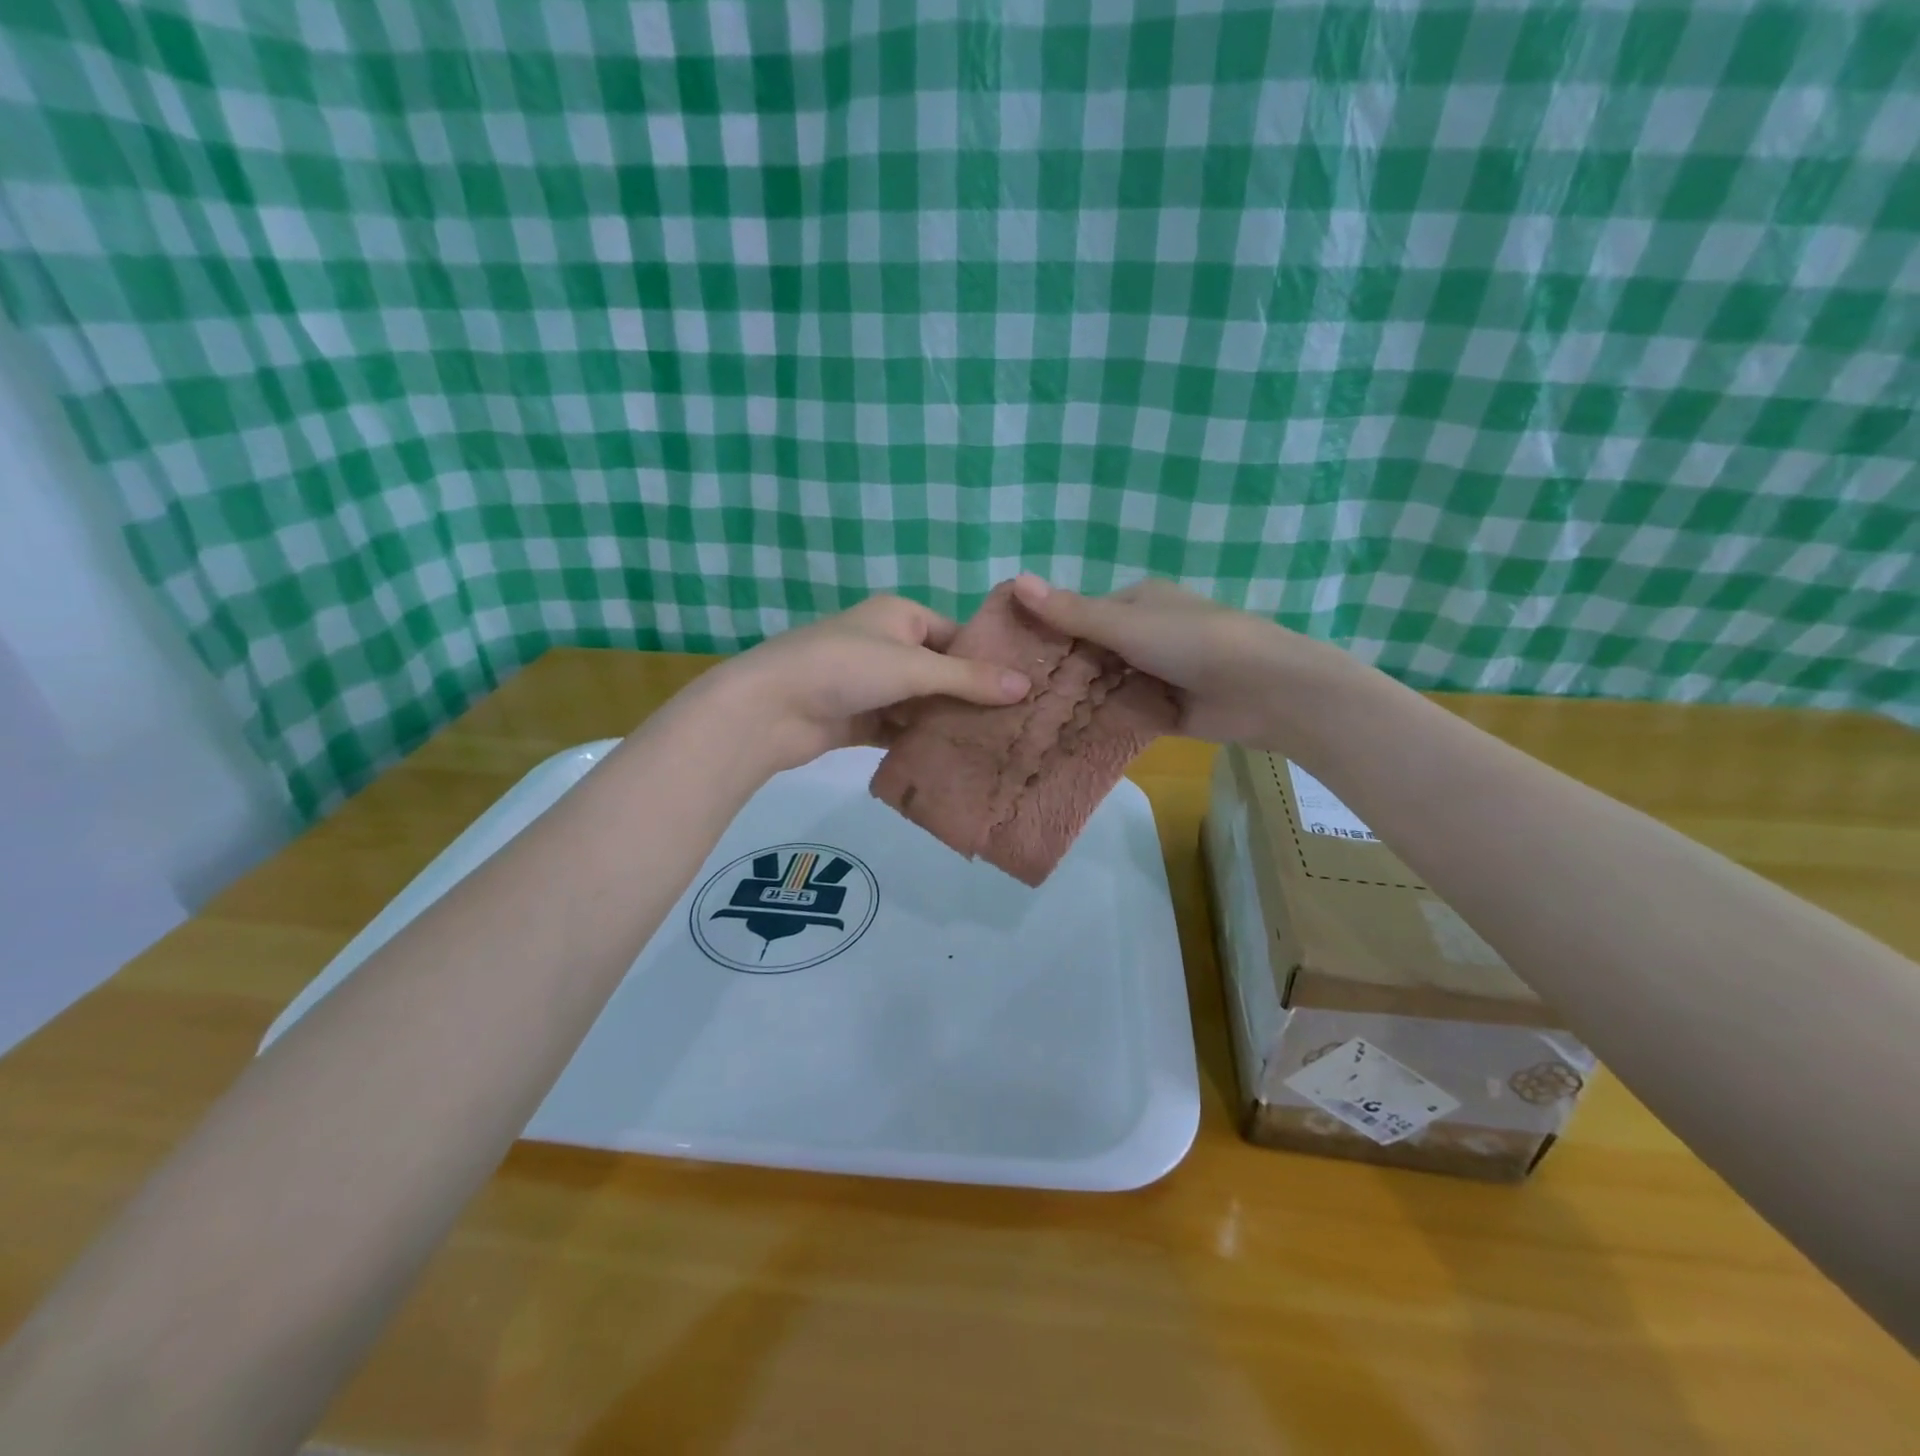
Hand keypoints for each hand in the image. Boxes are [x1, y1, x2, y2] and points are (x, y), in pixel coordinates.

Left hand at [685, 594, 1033, 771]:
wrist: (768, 708)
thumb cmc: (844, 668)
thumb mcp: (912, 667)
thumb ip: (968, 679)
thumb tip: (1027, 685)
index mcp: (901, 616)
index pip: (958, 636)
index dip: (990, 661)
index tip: (1029, 689)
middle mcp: (889, 645)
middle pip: (942, 672)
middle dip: (973, 698)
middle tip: (1020, 725)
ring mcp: (873, 684)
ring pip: (923, 704)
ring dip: (949, 723)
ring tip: (998, 747)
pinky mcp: (860, 719)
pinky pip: (901, 729)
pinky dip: (922, 742)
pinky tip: (956, 762)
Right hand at [1009, 574, 1336, 746]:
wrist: (1262, 689)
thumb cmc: (1191, 641)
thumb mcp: (1125, 624)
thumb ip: (1070, 612)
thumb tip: (1015, 580)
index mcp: (1136, 603)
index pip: (1079, 616)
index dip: (1047, 635)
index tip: (1012, 659)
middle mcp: (1143, 636)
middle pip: (1090, 655)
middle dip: (1062, 674)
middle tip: (1016, 697)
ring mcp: (1154, 675)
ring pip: (1104, 687)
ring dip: (1080, 701)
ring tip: (1031, 721)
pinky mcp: (1163, 710)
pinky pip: (1124, 713)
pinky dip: (1103, 721)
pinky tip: (1066, 736)